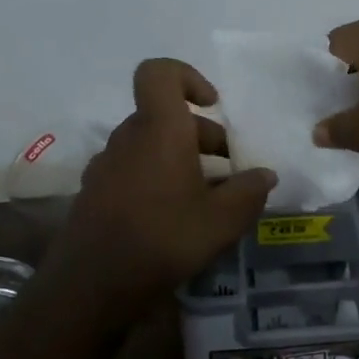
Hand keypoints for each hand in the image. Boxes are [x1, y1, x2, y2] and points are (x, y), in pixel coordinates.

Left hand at [51, 58, 277, 300]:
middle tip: (228, 169)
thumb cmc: (164, 239)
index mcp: (159, 129)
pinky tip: (175, 218)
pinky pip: (133, 170)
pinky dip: (158, 180)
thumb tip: (265, 175)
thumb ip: (249, 192)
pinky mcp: (95, 193)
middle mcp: (128, 138)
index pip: (159, 72)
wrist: (92, 286)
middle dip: (201, 135)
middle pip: (164, 116)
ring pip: (150, 145)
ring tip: (208, 197)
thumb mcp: (223, 220)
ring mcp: (106, 166)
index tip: (213, 106)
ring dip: (181, 159)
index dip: (188, 77)